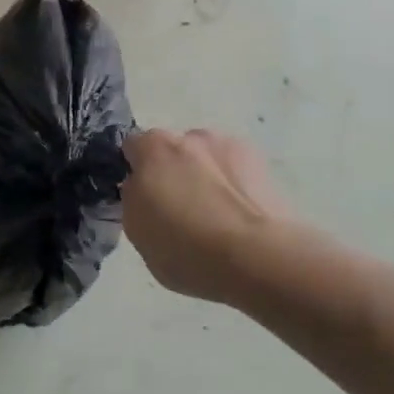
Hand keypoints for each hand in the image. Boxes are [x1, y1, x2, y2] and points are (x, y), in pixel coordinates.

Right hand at [122, 128, 291, 303]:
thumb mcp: (137, 233)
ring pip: (207, 157)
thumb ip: (134, 200)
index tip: (143, 198)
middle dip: (173, 171)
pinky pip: (236, 168)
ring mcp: (228, 145)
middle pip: (173, 150)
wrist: (256, 256)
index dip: (136, 171)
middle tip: (180, 210)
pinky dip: (235, 183)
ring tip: (217, 215)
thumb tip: (141, 188)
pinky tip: (241, 214)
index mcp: (153, 149)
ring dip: (206, 175)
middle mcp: (190, 136)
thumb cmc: (186, 249)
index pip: (133, 147)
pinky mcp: (261, 161)